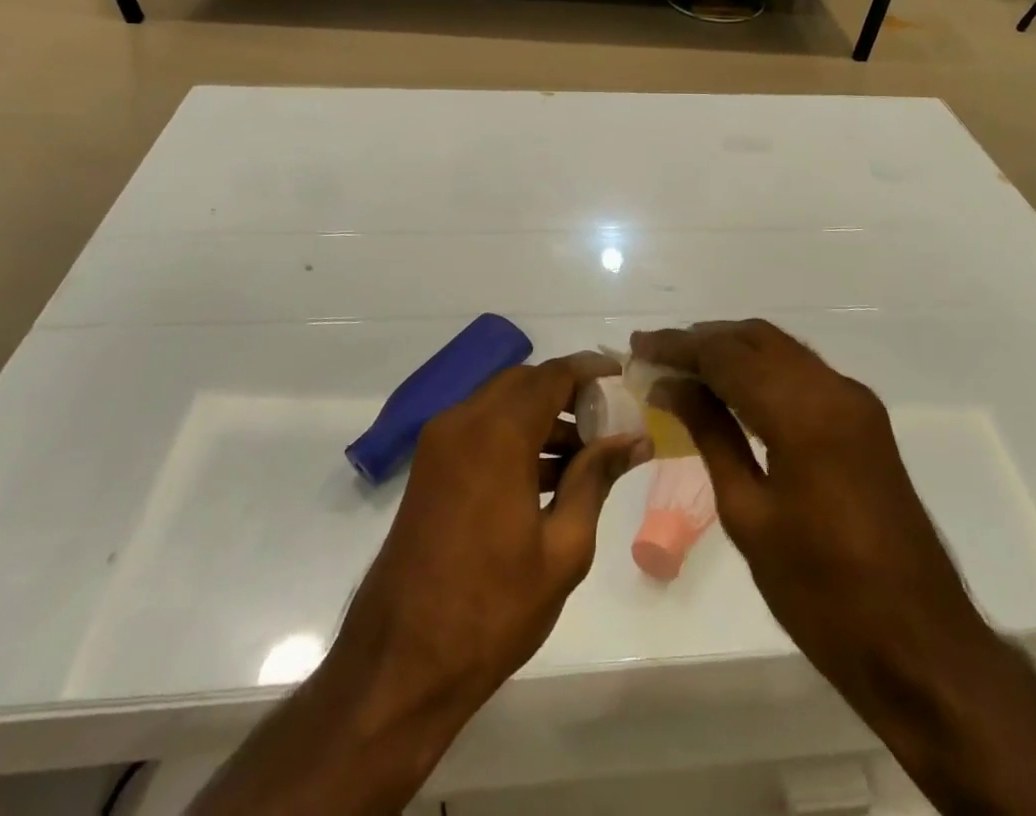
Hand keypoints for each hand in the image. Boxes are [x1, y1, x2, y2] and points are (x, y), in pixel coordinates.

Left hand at [336, 350, 653, 713]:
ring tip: (585, 453)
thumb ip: (596, 479)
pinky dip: (514, 435)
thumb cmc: (492, 609)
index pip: (552, 376)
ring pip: (501, 403)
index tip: (622, 375)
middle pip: (524, 383)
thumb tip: (634, 439)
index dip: (590, 370)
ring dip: (541, 415)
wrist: (400, 664)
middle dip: (567, 392)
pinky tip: (547, 475)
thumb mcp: (563, 547)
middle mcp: (462, 422)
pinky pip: (480, 429)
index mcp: (497, 434)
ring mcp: (439, 443)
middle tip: (607, 417)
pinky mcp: (429, 468)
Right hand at [633, 321, 1035, 815]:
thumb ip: (711, 435)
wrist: (920, 645)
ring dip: (732, 350)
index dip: (678, 346)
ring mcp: (855, 401)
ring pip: (781, 350)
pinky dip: (762, 369)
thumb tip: (672, 386)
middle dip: (703, 340)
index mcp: (804, 412)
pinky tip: (731, 390)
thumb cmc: (822, 594)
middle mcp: (834, 389)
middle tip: (655, 352)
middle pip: (756, 338)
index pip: (727, 355)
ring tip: (683, 367)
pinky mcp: (864, 420)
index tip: (638, 346)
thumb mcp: (750, 515)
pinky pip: (802, 373)